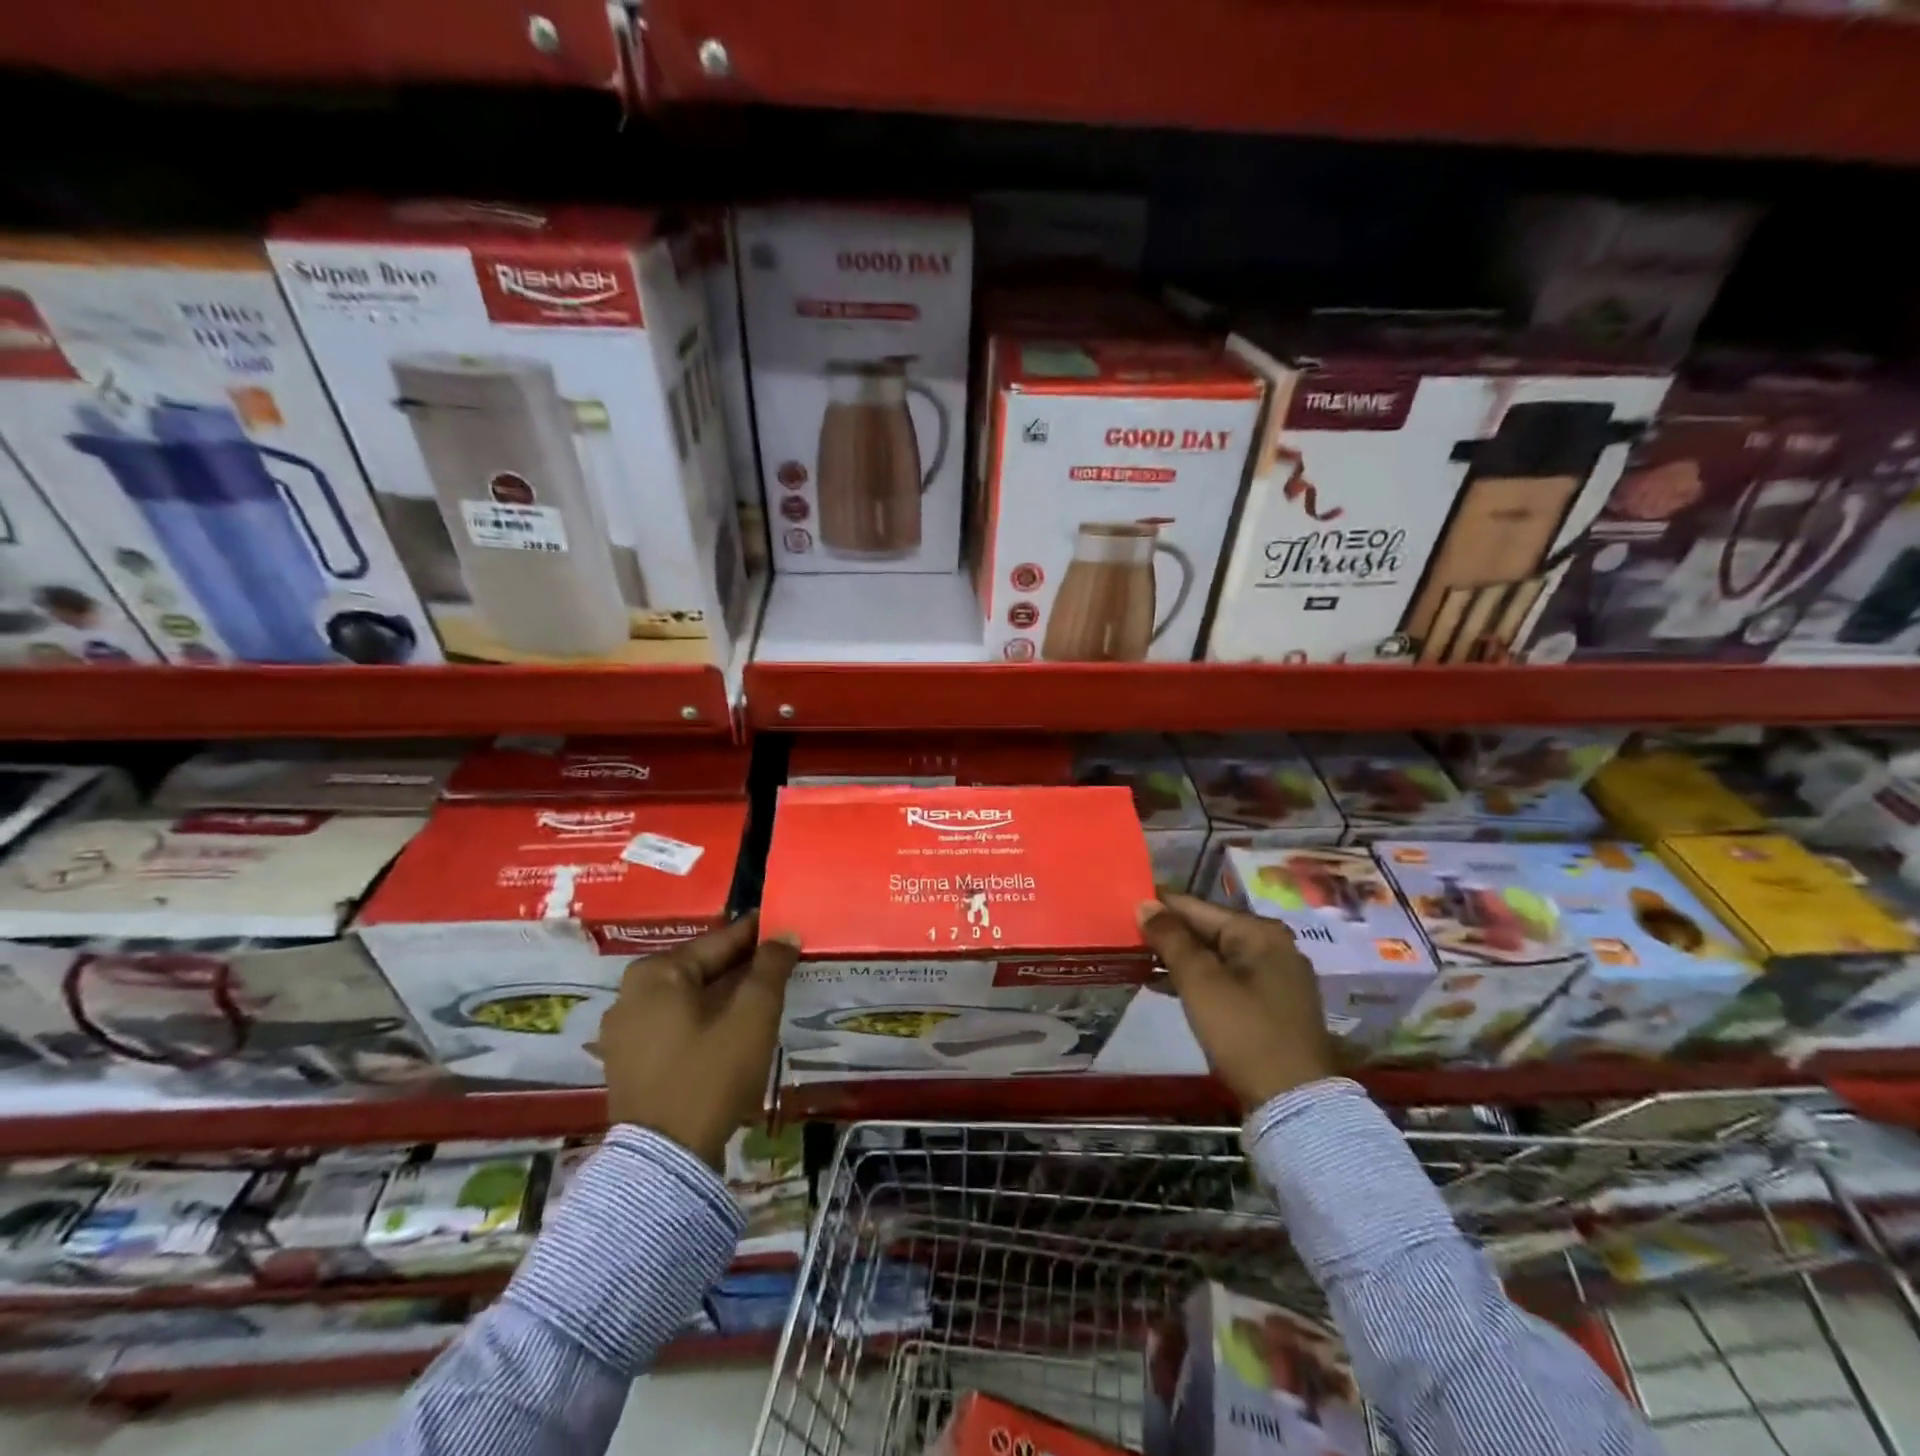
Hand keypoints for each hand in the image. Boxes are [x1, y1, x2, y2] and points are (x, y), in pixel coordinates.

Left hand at [594, 911, 800, 1168]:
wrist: (666, 1161)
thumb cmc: (710, 1074)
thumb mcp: (752, 1015)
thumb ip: (770, 968)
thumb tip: (785, 935)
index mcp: (655, 973)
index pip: (719, 941)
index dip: (758, 935)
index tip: (785, 927)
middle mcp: (631, 994)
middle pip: (701, 969)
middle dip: (742, 966)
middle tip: (781, 963)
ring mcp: (625, 1031)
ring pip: (689, 998)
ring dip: (725, 995)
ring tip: (764, 994)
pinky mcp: (630, 1063)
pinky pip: (676, 1025)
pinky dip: (705, 1020)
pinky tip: (734, 1027)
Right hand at [1136, 893, 1337, 1111]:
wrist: (1293, 1101)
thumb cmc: (1242, 1031)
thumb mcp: (1199, 981)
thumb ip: (1170, 939)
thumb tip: (1145, 903)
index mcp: (1259, 932)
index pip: (1197, 907)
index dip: (1159, 905)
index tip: (1125, 904)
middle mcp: (1274, 946)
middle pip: (1209, 930)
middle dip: (1169, 934)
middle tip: (1127, 935)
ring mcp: (1278, 976)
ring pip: (1217, 956)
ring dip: (1180, 959)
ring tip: (1140, 960)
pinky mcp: (1275, 1004)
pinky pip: (1228, 978)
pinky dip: (1199, 979)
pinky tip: (1167, 985)